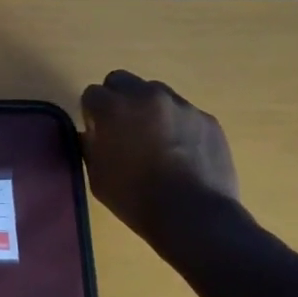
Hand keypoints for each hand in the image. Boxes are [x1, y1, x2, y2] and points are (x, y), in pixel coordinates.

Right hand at [80, 71, 240, 244]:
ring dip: (148, 108)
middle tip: (123, 128)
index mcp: (113, 108)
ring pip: (155, 93)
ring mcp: (180, 105)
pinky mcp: (207, 119)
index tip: (98, 133)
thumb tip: (92, 134)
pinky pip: (184, 113)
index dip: (92, 114)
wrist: (194, 216)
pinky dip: (177, 125)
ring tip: (156, 140)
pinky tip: (182, 153)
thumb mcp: (97, 175)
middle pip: (121, 80)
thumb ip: (90, 145)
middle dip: (117, 99)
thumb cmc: (136, 199)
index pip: (92, 94)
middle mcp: (145, 96)